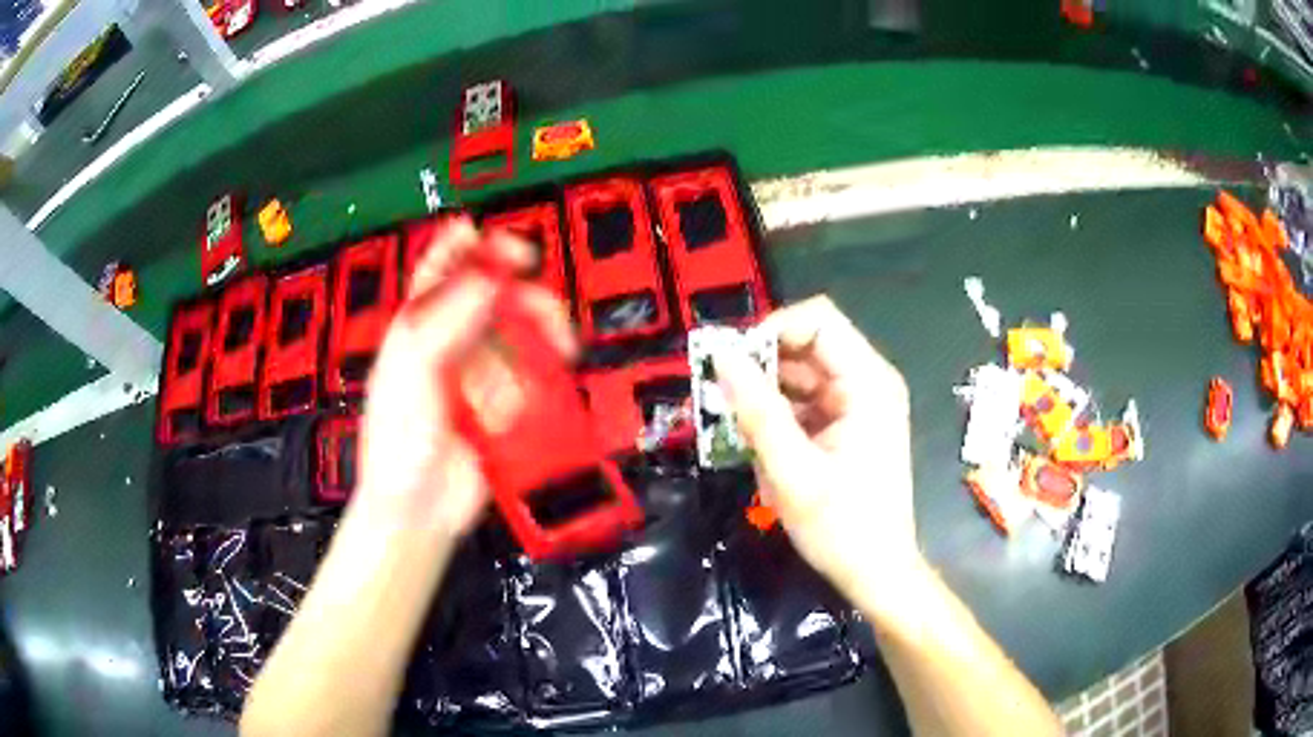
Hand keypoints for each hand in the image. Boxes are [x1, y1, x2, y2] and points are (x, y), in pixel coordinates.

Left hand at [354, 218, 573, 539]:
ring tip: (555, 352)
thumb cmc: (399, 442)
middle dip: (523, 295)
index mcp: (416, 328)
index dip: (468, 245)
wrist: (421, 508)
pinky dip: (542, 374)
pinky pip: (531, 373)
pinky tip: (539, 386)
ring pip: (519, 334)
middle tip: (545, 306)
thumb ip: (448, 321)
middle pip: (494, 297)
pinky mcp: (503, 403)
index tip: (499, 239)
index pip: (440, 269)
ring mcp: (478, 374)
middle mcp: (449, 343)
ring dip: (538, 339)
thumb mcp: (414, 372)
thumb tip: (488, 276)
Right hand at [715, 296, 923, 615]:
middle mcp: (867, 382)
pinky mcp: (845, 425)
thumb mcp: (792, 472)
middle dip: (762, 370)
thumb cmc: (842, 528)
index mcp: (868, 382)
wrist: (876, 573)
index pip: (817, 321)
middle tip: (723, 404)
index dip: (770, 330)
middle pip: (805, 346)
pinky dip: (777, 420)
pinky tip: (763, 452)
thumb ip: (757, 411)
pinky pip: (802, 403)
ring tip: (741, 435)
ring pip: (798, 376)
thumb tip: (721, 356)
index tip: (731, 365)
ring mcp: (857, 404)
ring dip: (765, 399)